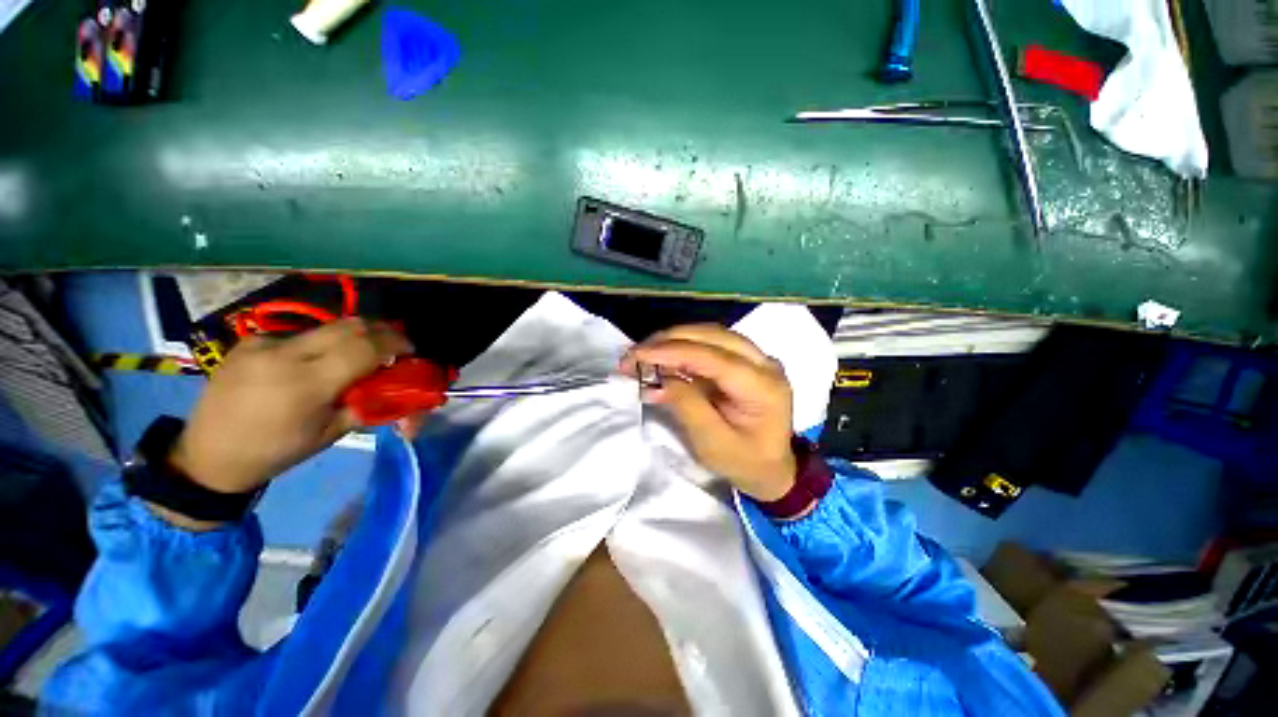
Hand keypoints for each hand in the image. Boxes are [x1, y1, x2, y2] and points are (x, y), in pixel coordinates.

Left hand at [170, 318, 412, 496]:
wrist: (207, 455)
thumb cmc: (277, 451)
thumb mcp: (332, 433)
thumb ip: (368, 404)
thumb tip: (401, 390)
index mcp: (307, 384)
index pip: (365, 347)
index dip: (395, 343)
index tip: (410, 350)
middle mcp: (284, 354)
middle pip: (349, 325)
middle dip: (380, 331)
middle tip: (393, 346)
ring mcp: (263, 343)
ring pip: (326, 327)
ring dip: (352, 338)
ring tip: (355, 358)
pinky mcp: (250, 340)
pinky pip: (300, 335)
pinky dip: (321, 344)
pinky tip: (313, 363)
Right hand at [621, 325, 796, 501]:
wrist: (773, 468)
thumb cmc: (745, 462)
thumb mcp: (712, 443)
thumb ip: (687, 406)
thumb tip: (660, 378)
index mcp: (763, 387)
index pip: (713, 357)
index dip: (672, 351)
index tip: (637, 355)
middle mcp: (764, 363)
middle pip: (712, 336)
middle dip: (669, 340)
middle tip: (634, 353)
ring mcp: (757, 358)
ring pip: (710, 335)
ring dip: (674, 340)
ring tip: (644, 354)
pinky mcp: (745, 360)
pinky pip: (710, 344)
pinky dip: (683, 348)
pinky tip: (662, 358)